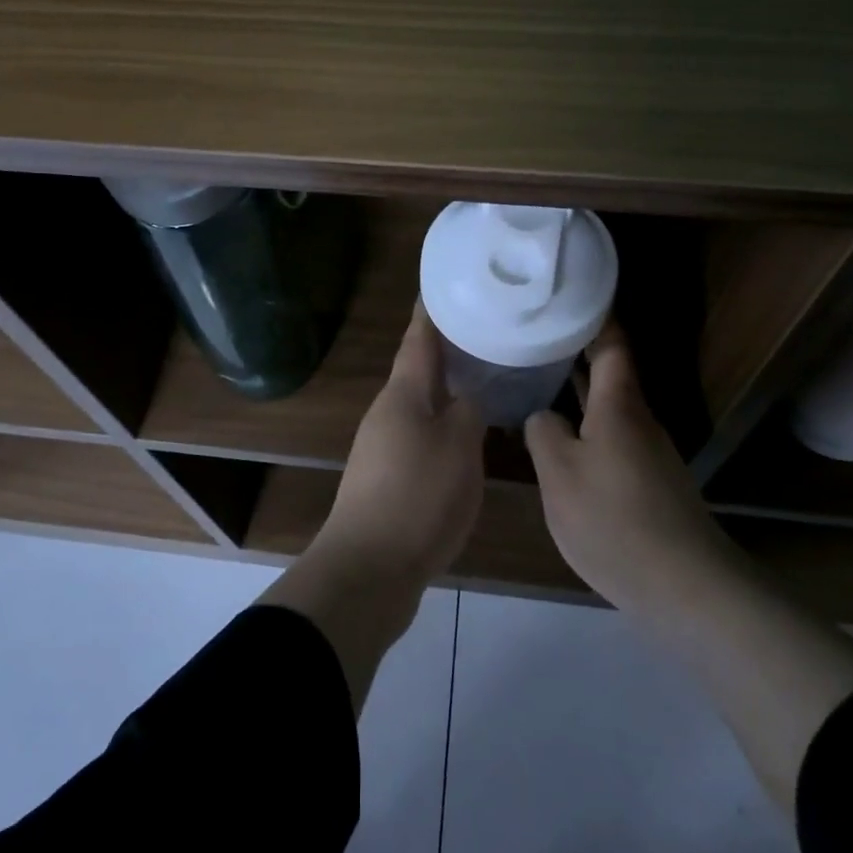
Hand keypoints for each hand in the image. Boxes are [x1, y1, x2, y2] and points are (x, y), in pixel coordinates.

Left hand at [313, 301, 486, 584]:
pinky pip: (420, 435)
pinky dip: (443, 424)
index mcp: (403, 394)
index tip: (445, 284)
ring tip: (482, 378)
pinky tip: (466, 435)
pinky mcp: (387, 477)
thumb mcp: (459, 447)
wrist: (369, 568)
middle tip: (483, 331)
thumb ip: (468, 412)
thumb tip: (467, 397)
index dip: (432, 311)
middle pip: (419, 370)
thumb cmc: (418, 496)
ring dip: (447, 389)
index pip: (419, 339)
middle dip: (447, 349)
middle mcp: (388, 412)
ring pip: (420, 404)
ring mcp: (382, 446)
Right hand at [524, 321, 733, 616]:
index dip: (593, 315)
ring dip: (577, 390)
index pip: (610, 343)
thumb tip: (544, 416)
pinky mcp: (649, 482)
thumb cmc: (614, 519)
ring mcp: (648, 452)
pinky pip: (611, 437)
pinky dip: (585, 425)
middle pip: (608, 372)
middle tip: (532, 335)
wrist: (685, 586)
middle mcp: (638, 419)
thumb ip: (544, 433)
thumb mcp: (560, 475)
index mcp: (618, 404)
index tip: (568, 294)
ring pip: (608, 407)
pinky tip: (560, 441)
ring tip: (536, 380)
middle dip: (574, 350)